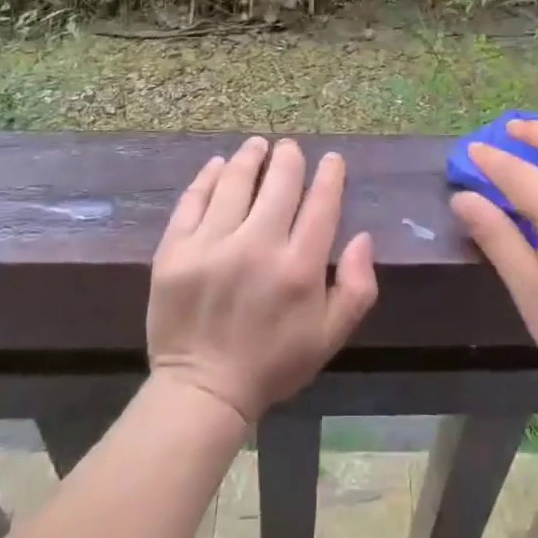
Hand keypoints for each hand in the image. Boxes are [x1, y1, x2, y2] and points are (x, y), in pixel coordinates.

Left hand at [148, 136, 378, 423]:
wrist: (201, 392)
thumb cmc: (272, 363)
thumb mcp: (330, 336)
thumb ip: (357, 287)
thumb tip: (362, 236)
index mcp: (299, 268)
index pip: (321, 203)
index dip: (330, 174)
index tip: (331, 159)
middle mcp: (257, 247)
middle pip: (280, 181)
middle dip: (290, 157)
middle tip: (290, 147)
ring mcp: (211, 245)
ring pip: (236, 180)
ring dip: (251, 156)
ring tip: (258, 145)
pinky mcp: (175, 250)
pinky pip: (194, 199)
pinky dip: (209, 176)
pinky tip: (219, 165)